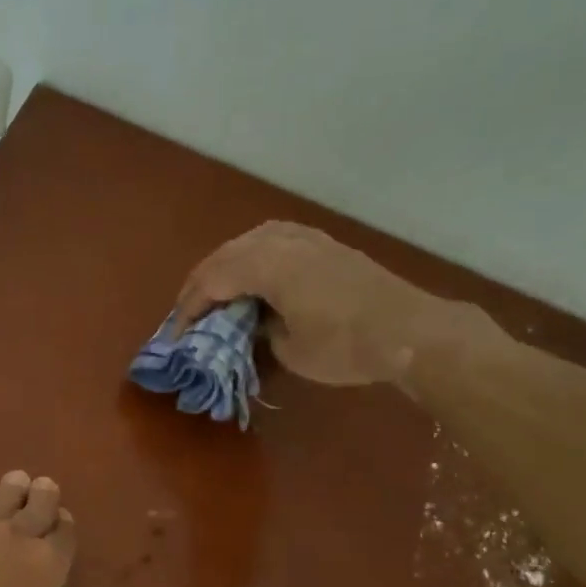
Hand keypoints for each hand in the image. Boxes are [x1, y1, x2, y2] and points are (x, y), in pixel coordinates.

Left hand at [0, 470, 76, 586]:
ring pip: (0, 502)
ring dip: (11, 492)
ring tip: (16, 482)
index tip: (63, 520)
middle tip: (44, 487)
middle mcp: (15, 543)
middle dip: (42, 496)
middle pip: (36, 505)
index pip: (64, 535)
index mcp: (46, 569)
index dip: (64, 526)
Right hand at [174, 221, 499, 386]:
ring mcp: (305, 237)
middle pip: (224, 256)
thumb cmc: (344, 346)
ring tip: (216, 292)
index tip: (176, 335)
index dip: (189, 309)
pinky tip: (254, 272)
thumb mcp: (289, 349)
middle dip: (201, 285)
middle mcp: (280, 241)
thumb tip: (251, 321)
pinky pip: (273, 239)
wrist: (409, 330)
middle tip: (188, 314)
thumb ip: (259, 330)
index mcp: (266, 265)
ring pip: (248, 242)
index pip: (211, 281)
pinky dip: (252, 255)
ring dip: (225, 266)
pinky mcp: (323, 244)